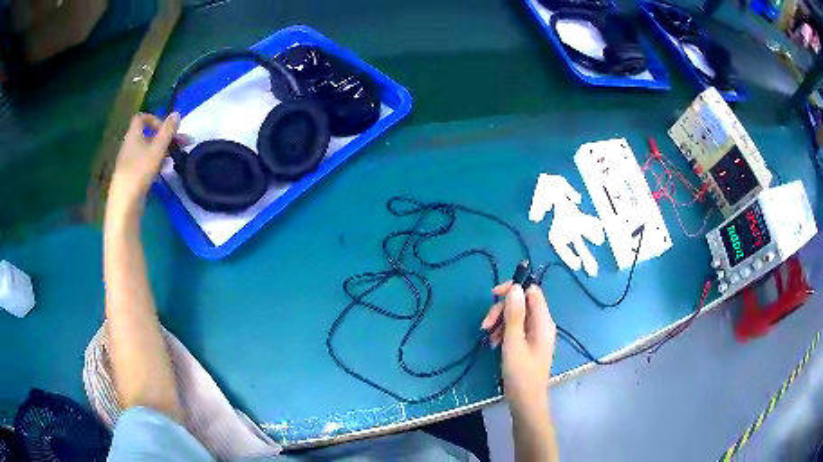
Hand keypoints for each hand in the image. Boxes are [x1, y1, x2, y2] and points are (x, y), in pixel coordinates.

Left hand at [108, 113, 180, 207]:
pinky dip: (155, 165)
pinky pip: (144, 164)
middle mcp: (129, 146)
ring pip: (147, 151)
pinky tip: (163, 174)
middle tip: (181, 144)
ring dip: (162, 152)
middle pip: (148, 135)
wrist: (124, 203)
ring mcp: (129, 162)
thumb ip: (168, 131)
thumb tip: (176, 113)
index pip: (141, 118)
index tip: (166, 128)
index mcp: (133, 135)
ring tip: (174, 160)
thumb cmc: (140, 171)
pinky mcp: (131, 177)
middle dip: (165, 138)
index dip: (154, 119)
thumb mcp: (157, 148)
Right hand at [481, 282, 555, 414]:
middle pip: (522, 303)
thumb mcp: (513, 342)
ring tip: (488, 338)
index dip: (514, 289)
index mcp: (543, 321)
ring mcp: (536, 334)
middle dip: (502, 310)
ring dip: (500, 322)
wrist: (526, 402)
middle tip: (485, 325)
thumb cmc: (521, 374)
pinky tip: (494, 344)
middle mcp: (542, 324)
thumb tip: (515, 287)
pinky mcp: (530, 344)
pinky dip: (504, 332)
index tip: (493, 296)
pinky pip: (517, 329)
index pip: (532, 291)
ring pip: (517, 316)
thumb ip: (514, 314)